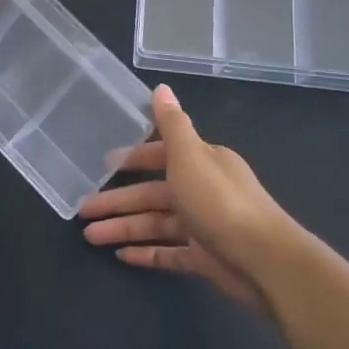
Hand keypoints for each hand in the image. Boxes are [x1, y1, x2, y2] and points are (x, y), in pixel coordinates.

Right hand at [80, 85, 299, 310]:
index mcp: (203, 161)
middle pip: (153, 193)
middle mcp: (203, 189)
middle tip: (83, 210)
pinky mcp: (205, 258)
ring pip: (156, 223)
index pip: (161, 155)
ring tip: (90, 236)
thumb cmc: (220, 202)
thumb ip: (172, 123)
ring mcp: (204, 226)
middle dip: (118, 201)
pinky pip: (169, 252)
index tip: (105, 164)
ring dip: (124, 228)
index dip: (134, 159)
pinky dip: (146, 252)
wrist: (264, 261)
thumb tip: (160, 87)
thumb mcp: (191, 155)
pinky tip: (121, 256)